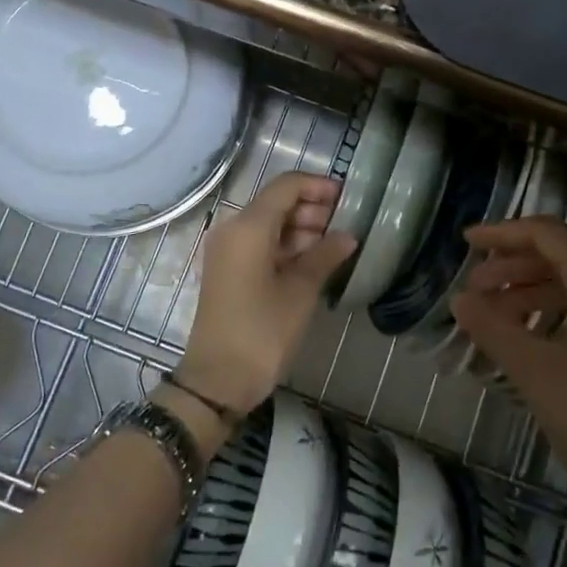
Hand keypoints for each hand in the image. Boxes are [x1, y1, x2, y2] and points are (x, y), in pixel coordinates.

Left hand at [178, 173, 355, 416]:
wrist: (218, 380)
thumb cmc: (262, 332)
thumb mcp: (301, 291)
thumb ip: (326, 255)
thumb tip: (348, 236)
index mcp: (248, 226)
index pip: (286, 186)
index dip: (318, 186)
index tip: (348, 198)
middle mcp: (232, 229)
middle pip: (276, 203)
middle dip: (312, 209)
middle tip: (346, 226)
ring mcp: (227, 250)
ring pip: (269, 224)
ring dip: (301, 229)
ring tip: (335, 245)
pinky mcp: (227, 270)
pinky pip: (259, 244)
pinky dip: (286, 246)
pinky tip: (313, 261)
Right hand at [451, 216, 566, 552]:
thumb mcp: (536, 373)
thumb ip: (492, 327)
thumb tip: (460, 299)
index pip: (548, 234)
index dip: (502, 232)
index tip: (465, 243)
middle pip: (564, 257)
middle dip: (513, 267)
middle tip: (474, 290)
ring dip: (533, 293)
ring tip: (495, 319)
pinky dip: (559, 315)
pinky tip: (534, 341)